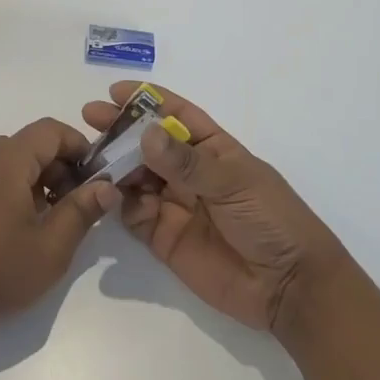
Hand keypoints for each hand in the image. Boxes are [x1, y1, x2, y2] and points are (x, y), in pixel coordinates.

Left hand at [0, 118, 120, 339]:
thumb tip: (106, 185)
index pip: (51, 130)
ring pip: (8, 163)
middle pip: (30, 145)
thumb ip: (82, 211)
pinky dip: (9, 191)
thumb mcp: (51, 247)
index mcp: (7, 159)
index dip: (80, 148)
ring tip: (46, 223)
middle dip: (60, 169)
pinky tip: (12, 230)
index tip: (96, 179)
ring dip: (35, 182)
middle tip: (75, 208)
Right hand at [82, 83, 342, 336]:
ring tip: (92, 158)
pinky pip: (133, 214)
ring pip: (135, 176)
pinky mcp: (162, 237)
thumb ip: (187, 163)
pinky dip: (119, 203)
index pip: (176, 116)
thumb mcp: (234, 183)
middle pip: (148, 144)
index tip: (115, 91)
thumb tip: (146, 134)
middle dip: (120, 130)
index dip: (147, 101)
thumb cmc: (272, 221)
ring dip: (114, 165)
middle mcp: (189, 173)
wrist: (289, 288)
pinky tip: (111, 196)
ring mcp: (174, 204)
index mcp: (213, 149)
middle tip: (90, 119)